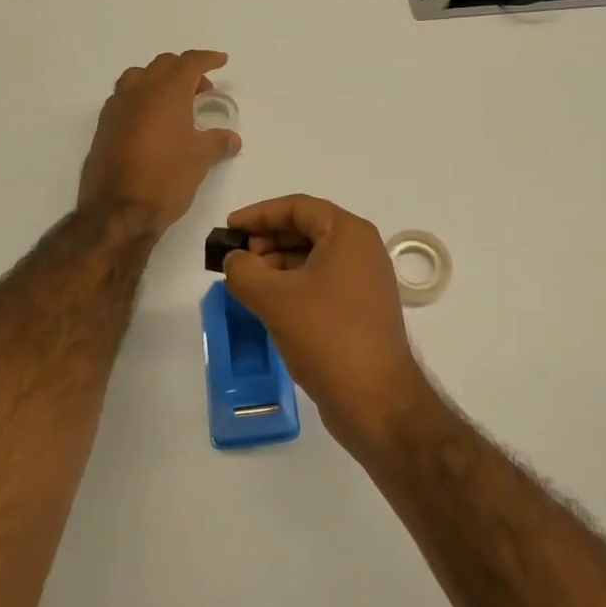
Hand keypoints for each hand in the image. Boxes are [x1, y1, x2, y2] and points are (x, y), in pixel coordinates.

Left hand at [78, 51, 240, 235]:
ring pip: (138, 77)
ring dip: (158, 81)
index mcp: (166, 92)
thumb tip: (231, 138)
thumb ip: (217, 142)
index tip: (221, 61)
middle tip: (202, 91)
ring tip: (174, 103)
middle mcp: (138, 92)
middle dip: (185, 71)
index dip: (207, 58)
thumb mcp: (200, 159)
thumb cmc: (166, 178)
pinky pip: (124, 98)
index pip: (189, 63)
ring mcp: (116, 108)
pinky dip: (141, 99)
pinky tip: (151, 123)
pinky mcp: (103, 127)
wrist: (118, 211)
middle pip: (162, 65)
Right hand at [221, 195, 430, 454]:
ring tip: (248, 282)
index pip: (298, 207)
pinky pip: (322, 282)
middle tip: (237, 259)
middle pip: (307, 229)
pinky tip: (270, 303)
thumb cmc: (326, 336)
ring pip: (314, 257)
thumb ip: (243, 271)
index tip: (229, 229)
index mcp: (348, 233)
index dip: (259, 214)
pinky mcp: (362, 309)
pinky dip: (294, 284)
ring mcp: (365, 280)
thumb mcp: (274, 298)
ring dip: (278, 263)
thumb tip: (234, 260)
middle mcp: (362, 249)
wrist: (376, 399)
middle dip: (268, 239)